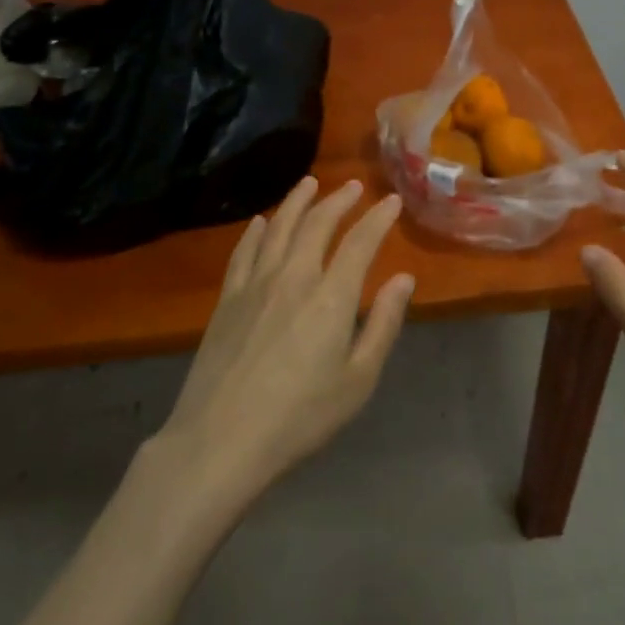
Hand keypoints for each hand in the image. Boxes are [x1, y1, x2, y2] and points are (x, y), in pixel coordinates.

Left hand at [159, 177, 415, 501]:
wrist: (221, 441)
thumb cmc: (300, 417)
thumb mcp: (358, 380)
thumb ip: (383, 325)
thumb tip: (403, 279)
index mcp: (331, 297)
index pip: (360, 243)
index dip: (378, 218)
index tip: (391, 201)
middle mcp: (293, 277)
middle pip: (317, 224)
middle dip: (339, 200)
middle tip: (354, 186)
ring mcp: (255, 284)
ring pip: (278, 227)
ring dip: (297, 201)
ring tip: (310, 183)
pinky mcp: (227, 298)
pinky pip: (244, 250)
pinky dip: (256, 230)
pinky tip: (260, 221)